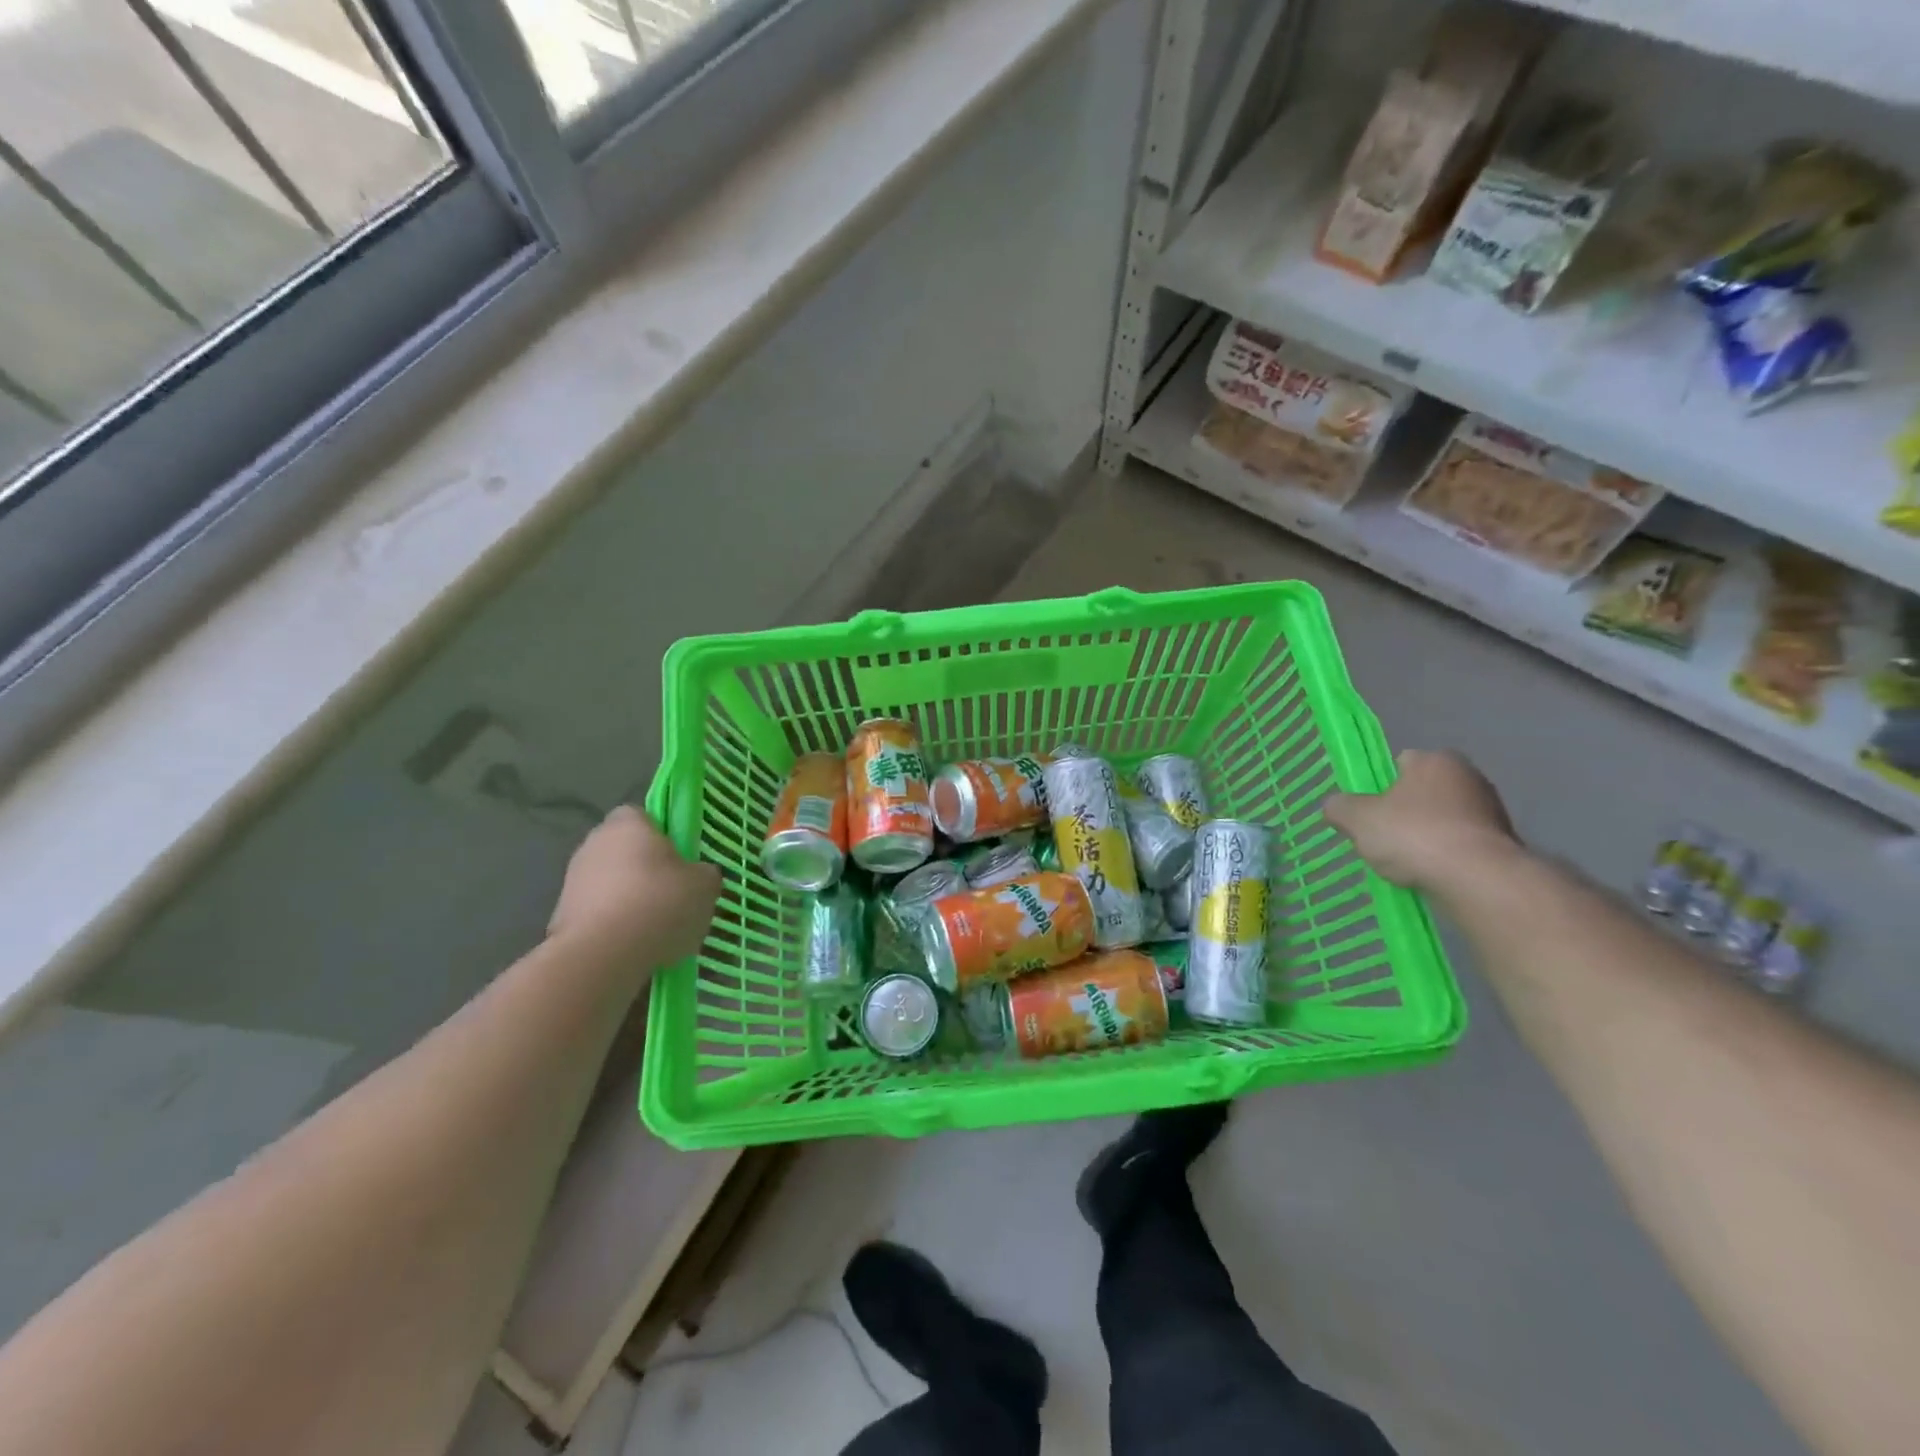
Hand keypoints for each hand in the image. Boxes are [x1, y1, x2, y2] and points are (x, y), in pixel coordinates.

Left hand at [548, 806, 718, 963]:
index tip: (681, 861)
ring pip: (611, 884)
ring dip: (629, 900)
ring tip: (655, 930)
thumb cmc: (659, 904)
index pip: (644, 816)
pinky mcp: (561, 916)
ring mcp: (572, 880)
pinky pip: (598, 915)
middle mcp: (594, 843)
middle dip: (646, 870)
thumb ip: (704, 873)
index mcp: (628, 823)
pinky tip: (633, 948)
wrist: (601, 957)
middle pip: (626, 851)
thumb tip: (698, 876)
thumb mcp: (705, 886)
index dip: (664, 836)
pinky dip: (613, 927)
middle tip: (673, 896)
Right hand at [1324, 750, 1520, 892]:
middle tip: (1381, 837)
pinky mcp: (1503, 844)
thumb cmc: (1414, 835)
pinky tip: (1430, 874)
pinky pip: (1460, 845)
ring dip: (1425, 836)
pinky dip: (1445, 857)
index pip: (1400, 762)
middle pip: (1421, 793)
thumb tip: (1335, 806)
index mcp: (1435, 760)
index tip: (1368, 810)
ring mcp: (1491, 811)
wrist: (1478, 879)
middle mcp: (1469, 776)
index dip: (1378, 785)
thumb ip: (1340, 807)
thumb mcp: (1358, 819)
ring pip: (1442, 820)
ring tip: (1404, 862)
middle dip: (1402, 812)